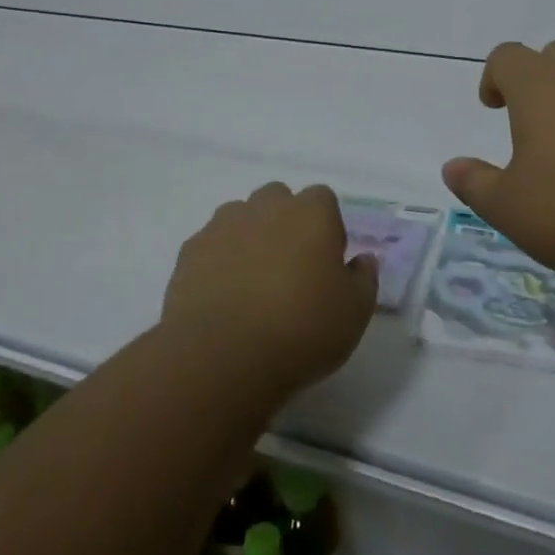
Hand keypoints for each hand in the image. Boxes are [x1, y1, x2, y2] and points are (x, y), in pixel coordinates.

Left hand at [162, 183, 376, 402]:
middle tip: (289, 269)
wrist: (222, 355)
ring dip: (249, 237)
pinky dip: (218, 260)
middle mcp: (266, 206)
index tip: (325, 263)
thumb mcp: (355, 312)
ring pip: (241, 217)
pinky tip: (222, 297)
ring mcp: (223, 224)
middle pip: (279, 200)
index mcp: (312, 213)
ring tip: (252, 283)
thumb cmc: (302, 329)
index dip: (326, 228)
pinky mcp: (190, 250)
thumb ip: (364, 279)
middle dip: (285, 223)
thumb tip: (362, 260)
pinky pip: (211, 245)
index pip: (323, 199)